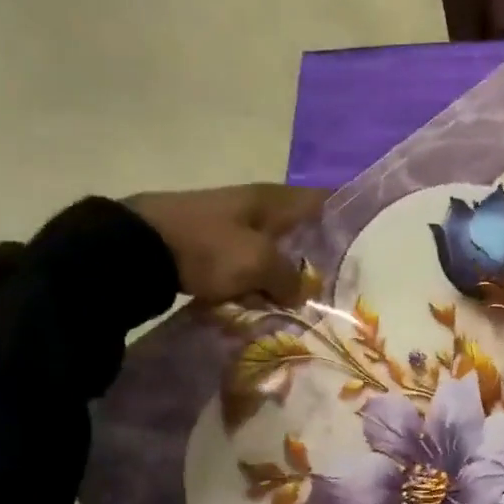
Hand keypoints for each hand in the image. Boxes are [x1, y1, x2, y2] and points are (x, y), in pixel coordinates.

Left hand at [124, 184, 327, 303]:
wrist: (136, 249)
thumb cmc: (207, 246)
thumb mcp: (258, 262)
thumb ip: (289, 277)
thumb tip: (300, 292)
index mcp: (274, 199)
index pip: (324, 200)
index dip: (347, 218)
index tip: (367, 246)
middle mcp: (258, 206)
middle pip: (302, 231)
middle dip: (320, 257)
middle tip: (341, 287)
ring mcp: (233, 226)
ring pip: (276, 252)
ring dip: (289, 275)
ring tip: (307, 303)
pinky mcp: (213, 247)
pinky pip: (250, 266)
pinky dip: (260, 282)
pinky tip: (267, 303)